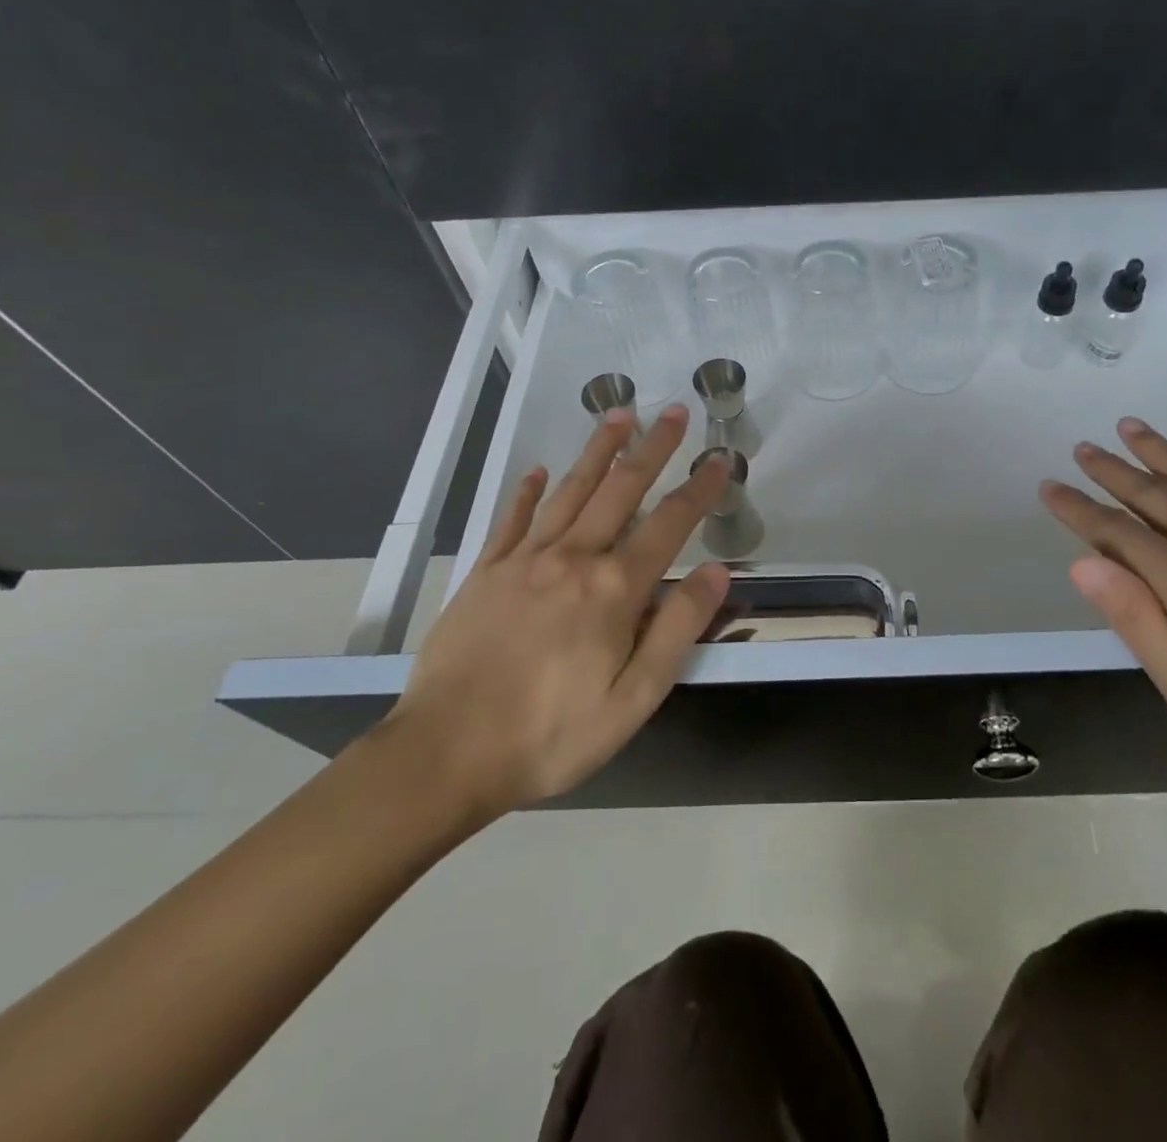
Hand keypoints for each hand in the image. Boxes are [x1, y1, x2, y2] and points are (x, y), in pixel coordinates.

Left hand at [386, 405, 732, 823]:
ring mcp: (523, 561)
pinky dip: (528, 491)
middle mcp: (572, 559)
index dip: (699, 489)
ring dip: (597, 450)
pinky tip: (539, 470)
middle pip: (620, 490)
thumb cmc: (551, 735)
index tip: (720, 459)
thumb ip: (677, 629)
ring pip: (569, 491)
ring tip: (618, 413)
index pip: (669, 524)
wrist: (445, 754)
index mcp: (613, 589)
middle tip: (673, 411)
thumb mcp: (634, 698)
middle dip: (651, 448)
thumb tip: (716, 572)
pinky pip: (512, 520)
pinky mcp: (485, 574)